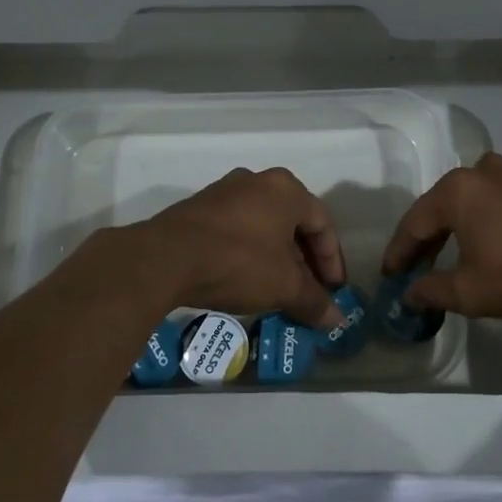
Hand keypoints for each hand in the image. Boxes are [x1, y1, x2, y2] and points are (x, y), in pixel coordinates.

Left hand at [145, 168, 347, 329]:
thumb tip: (336, 320)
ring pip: (264, 226)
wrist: (165, 258)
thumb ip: (314, 301)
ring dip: (277, 258)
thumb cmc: (237, 262)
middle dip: (305, 261)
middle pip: (293, 223)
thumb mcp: (283, 286)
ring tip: (279, 289)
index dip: (332, 260)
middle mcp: (257, 181)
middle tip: (309, 292)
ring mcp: (225, 192)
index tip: (334, 290)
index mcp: (286, 189)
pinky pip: (237, 229)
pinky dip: (250, 253)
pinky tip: (246, 279)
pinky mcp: (199, 208)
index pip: (323, 223)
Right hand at [381, 152, 501, 319]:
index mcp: (457, 191)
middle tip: (417, 266)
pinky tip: (494, 239)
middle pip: (442, 205)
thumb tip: (409, 294)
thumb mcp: (471, 292)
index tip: (390, 273)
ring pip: (473, 198)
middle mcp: (481, 170)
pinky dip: (489, 217)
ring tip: (454, 251)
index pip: (415, 223)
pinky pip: (501, 198)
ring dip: (459, 224)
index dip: (400, 251)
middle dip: (428, 237)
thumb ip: (432, 291)